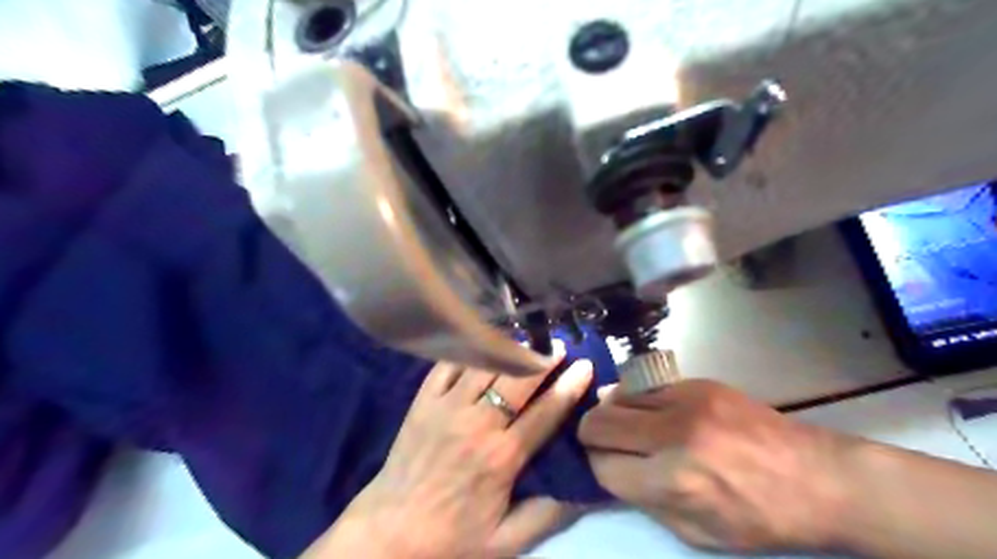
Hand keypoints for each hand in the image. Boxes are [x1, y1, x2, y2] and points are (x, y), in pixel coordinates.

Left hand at [307, 343, 590, 555]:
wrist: (390, 530)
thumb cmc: (452, 536)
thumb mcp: (506, 542)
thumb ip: (548, 515)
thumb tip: (584, 488)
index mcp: (502, 457)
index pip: (545, 413)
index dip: (569, 387)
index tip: (585, 366)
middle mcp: (477, 424)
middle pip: (518, 380)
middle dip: (543, 359)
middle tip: (560, 346)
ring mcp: (447, 407)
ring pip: (486, 365)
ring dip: (511, 349)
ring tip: (529, 339)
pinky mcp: (424, 400)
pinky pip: (450, 364)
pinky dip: (471, 349)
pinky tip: (485, 340)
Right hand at [582, 381, 851, 554]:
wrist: (818, 478)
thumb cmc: (759, 518)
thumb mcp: (696, 533)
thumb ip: (644, 500)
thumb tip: (609, 469)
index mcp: (673, 481)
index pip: (601, 465)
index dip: (596, 467)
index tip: (604, 467)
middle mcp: (672, 434)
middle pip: (598, 423)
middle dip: (592, 436)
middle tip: (605, 444)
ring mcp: (685, 401)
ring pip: (616, 398)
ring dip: (614, 415)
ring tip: (630, 427)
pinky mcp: (696, 383)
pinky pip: (644, 387)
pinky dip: (637, 400)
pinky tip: (653, 412)